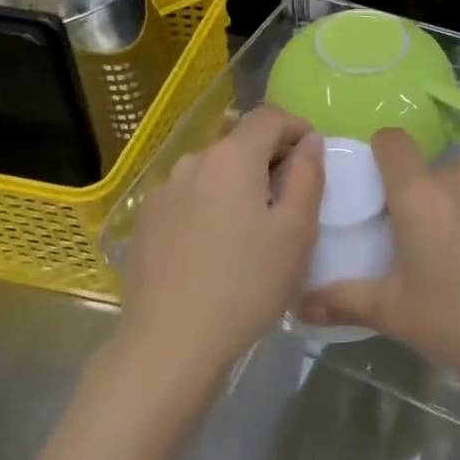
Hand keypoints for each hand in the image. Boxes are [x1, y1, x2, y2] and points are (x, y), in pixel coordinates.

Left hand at [120, 106, 323, 381]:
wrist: (170, 343)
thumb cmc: (247, 284)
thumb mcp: (296, 232)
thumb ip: (308, 175)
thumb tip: (309, 140)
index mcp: (232, 157)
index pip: (269, 116)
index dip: (297, 127)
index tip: (313, 155)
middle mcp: (193, 161)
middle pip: (239, 141)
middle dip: (269, 157)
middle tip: (291, 197)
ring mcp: (163, 191)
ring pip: (212, 171)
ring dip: (238, 183)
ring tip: (253, 226)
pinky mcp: (145, 222)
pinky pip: (188, 197)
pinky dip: (210, 205)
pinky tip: (216, 247)